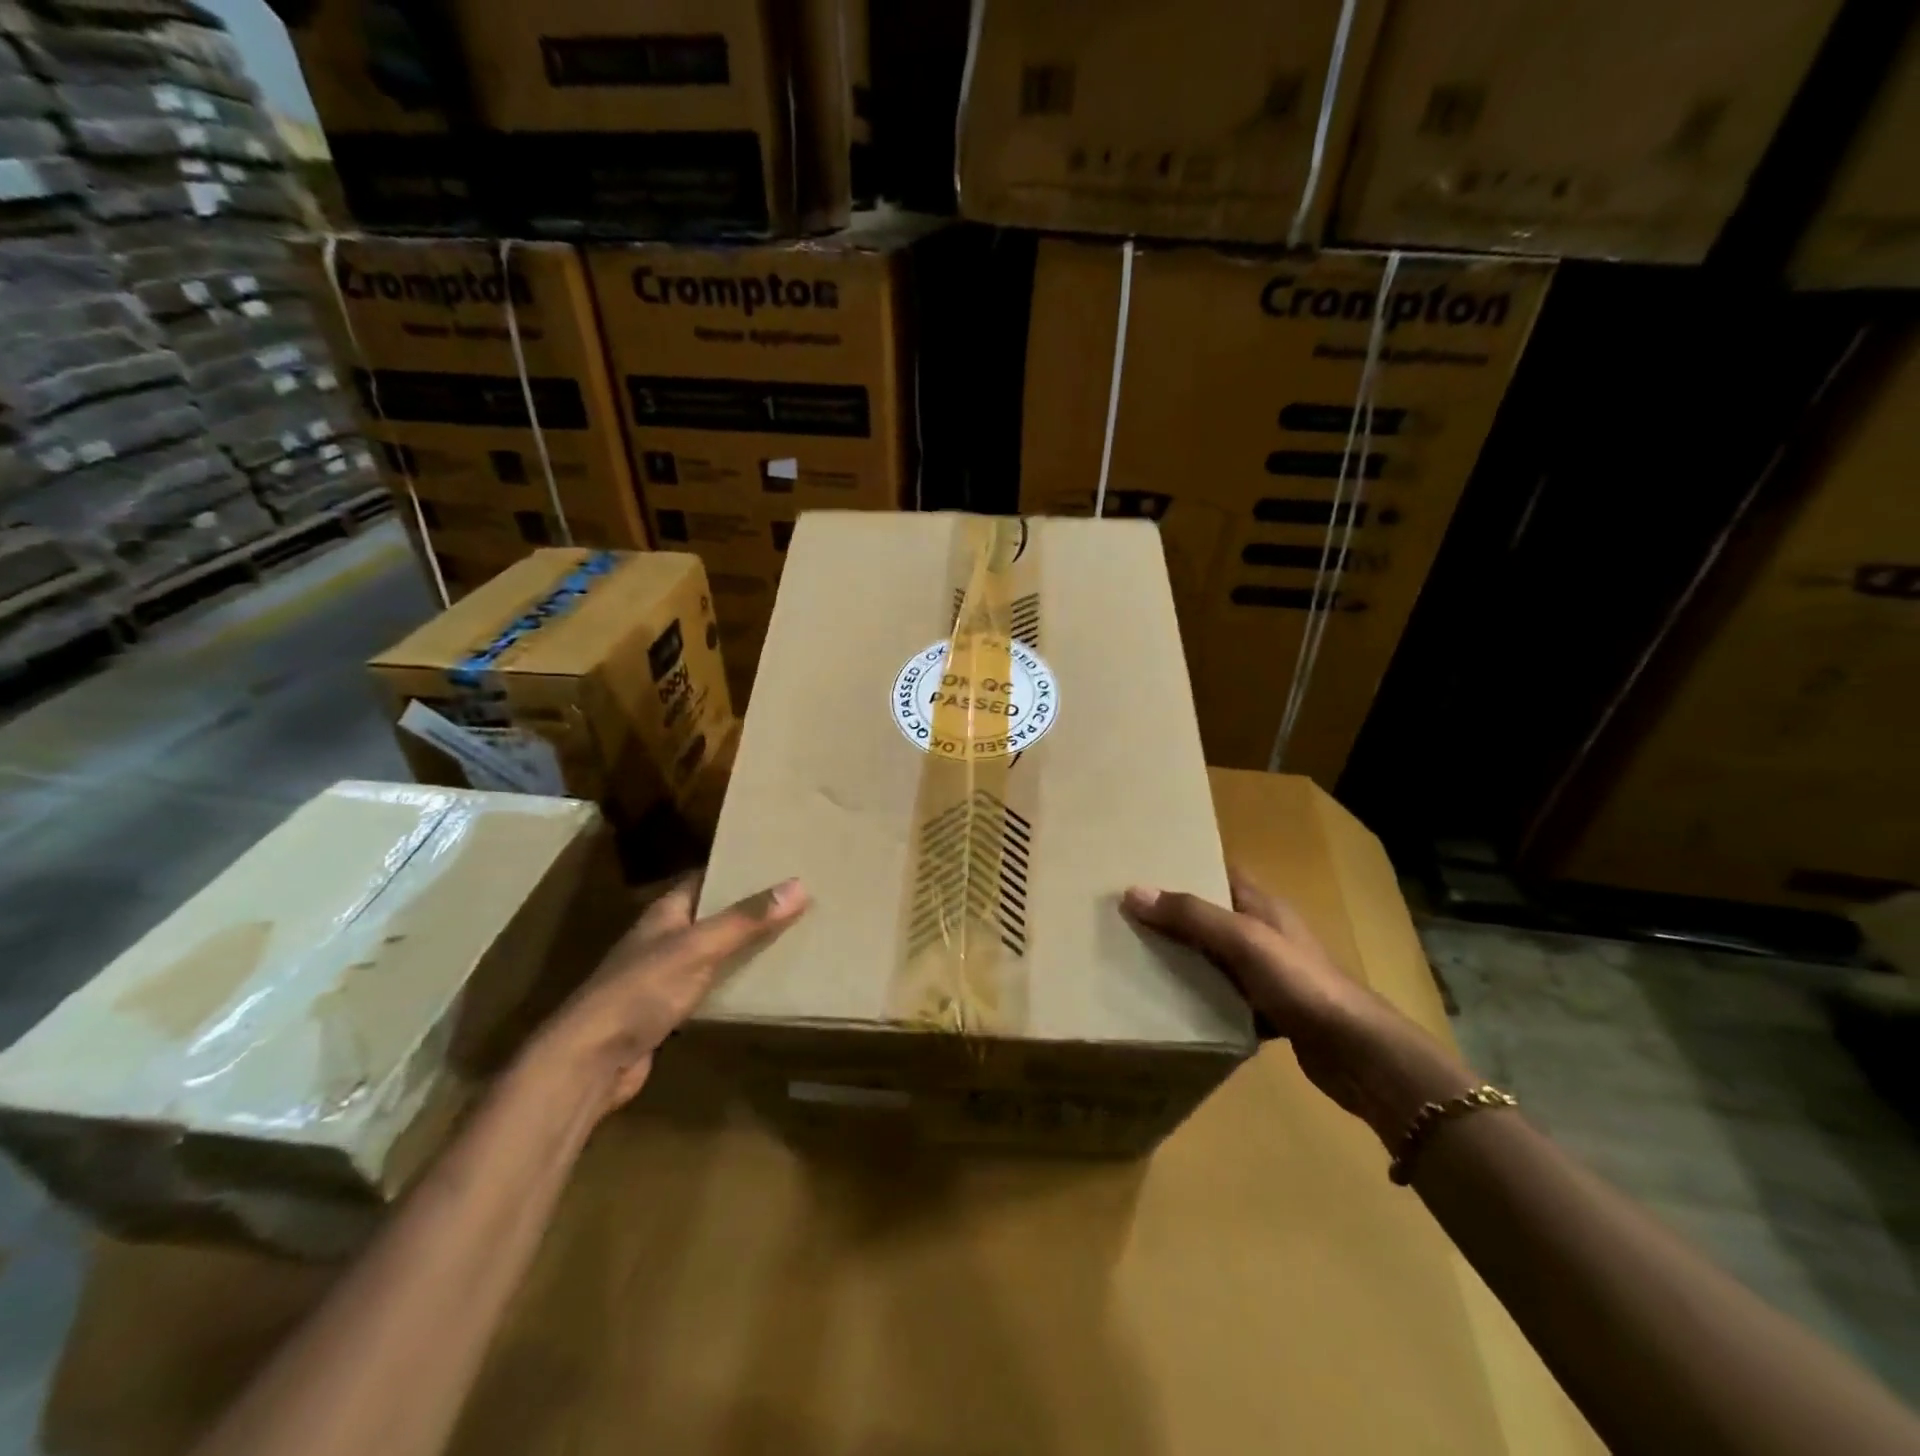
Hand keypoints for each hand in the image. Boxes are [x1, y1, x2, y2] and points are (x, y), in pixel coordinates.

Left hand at [529, 873, 808, 1117]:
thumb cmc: (640, 991)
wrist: (589, 1062)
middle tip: (797, 901)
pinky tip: (761, 985)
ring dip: (743, 946)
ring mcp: (662, 976)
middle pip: (713, 915)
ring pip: (712, 952)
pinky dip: (732, 982)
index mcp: (666, 913)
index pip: (706, 878)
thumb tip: (799, 884)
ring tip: (791, 937)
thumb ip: (746, 920)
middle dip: (749, 908)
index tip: (779, 864)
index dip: (738, 869)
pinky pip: (709, 987)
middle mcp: (663, 938)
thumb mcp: (698, 948)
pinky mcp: (667, 1012)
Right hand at [1122, 867, 1473, 1146]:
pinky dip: (1200, 996)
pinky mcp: (1269, 1009)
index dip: (1185, 866)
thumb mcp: (1243, 940)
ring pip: (1215, 956)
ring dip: (1184, 957)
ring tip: (1136, 956)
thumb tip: (1133, 891)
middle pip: (1212, 914)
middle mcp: (1265, 932)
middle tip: (1126, 915)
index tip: (1142, 867)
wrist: (1357, 1052)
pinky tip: (1171, 1004)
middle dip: (1174, 914)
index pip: (1219, 872)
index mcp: (1263, 905)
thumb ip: (1191, 915)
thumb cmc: (1301, 982)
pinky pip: (1223, 994)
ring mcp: (1269, 972)